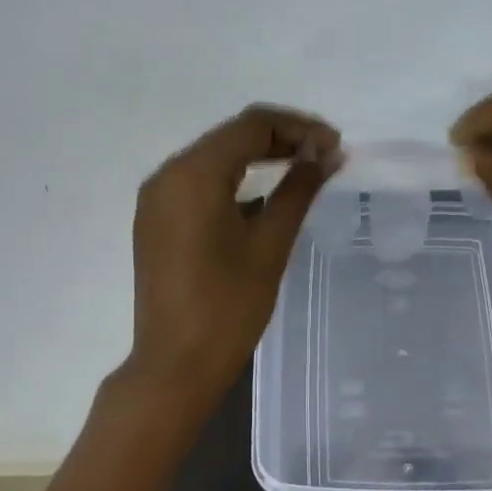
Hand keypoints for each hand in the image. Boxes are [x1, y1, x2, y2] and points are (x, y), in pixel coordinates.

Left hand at [124, 103, 340, 405]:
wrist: (176, 364)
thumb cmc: (228, 306)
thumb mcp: (270, 245)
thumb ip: (298, 191)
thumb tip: (327, 156)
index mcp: (193, 174)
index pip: (251, 126)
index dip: (299, 128)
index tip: (335, 146)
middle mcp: (167, 175)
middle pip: (230, 137)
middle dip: (280, 139)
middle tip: (325, 156)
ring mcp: (156, 199)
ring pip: (213, 159)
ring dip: (258, 158)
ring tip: (302, 171)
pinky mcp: (155, 221)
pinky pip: (198, 184)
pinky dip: (233, 182)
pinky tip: (264, 197)